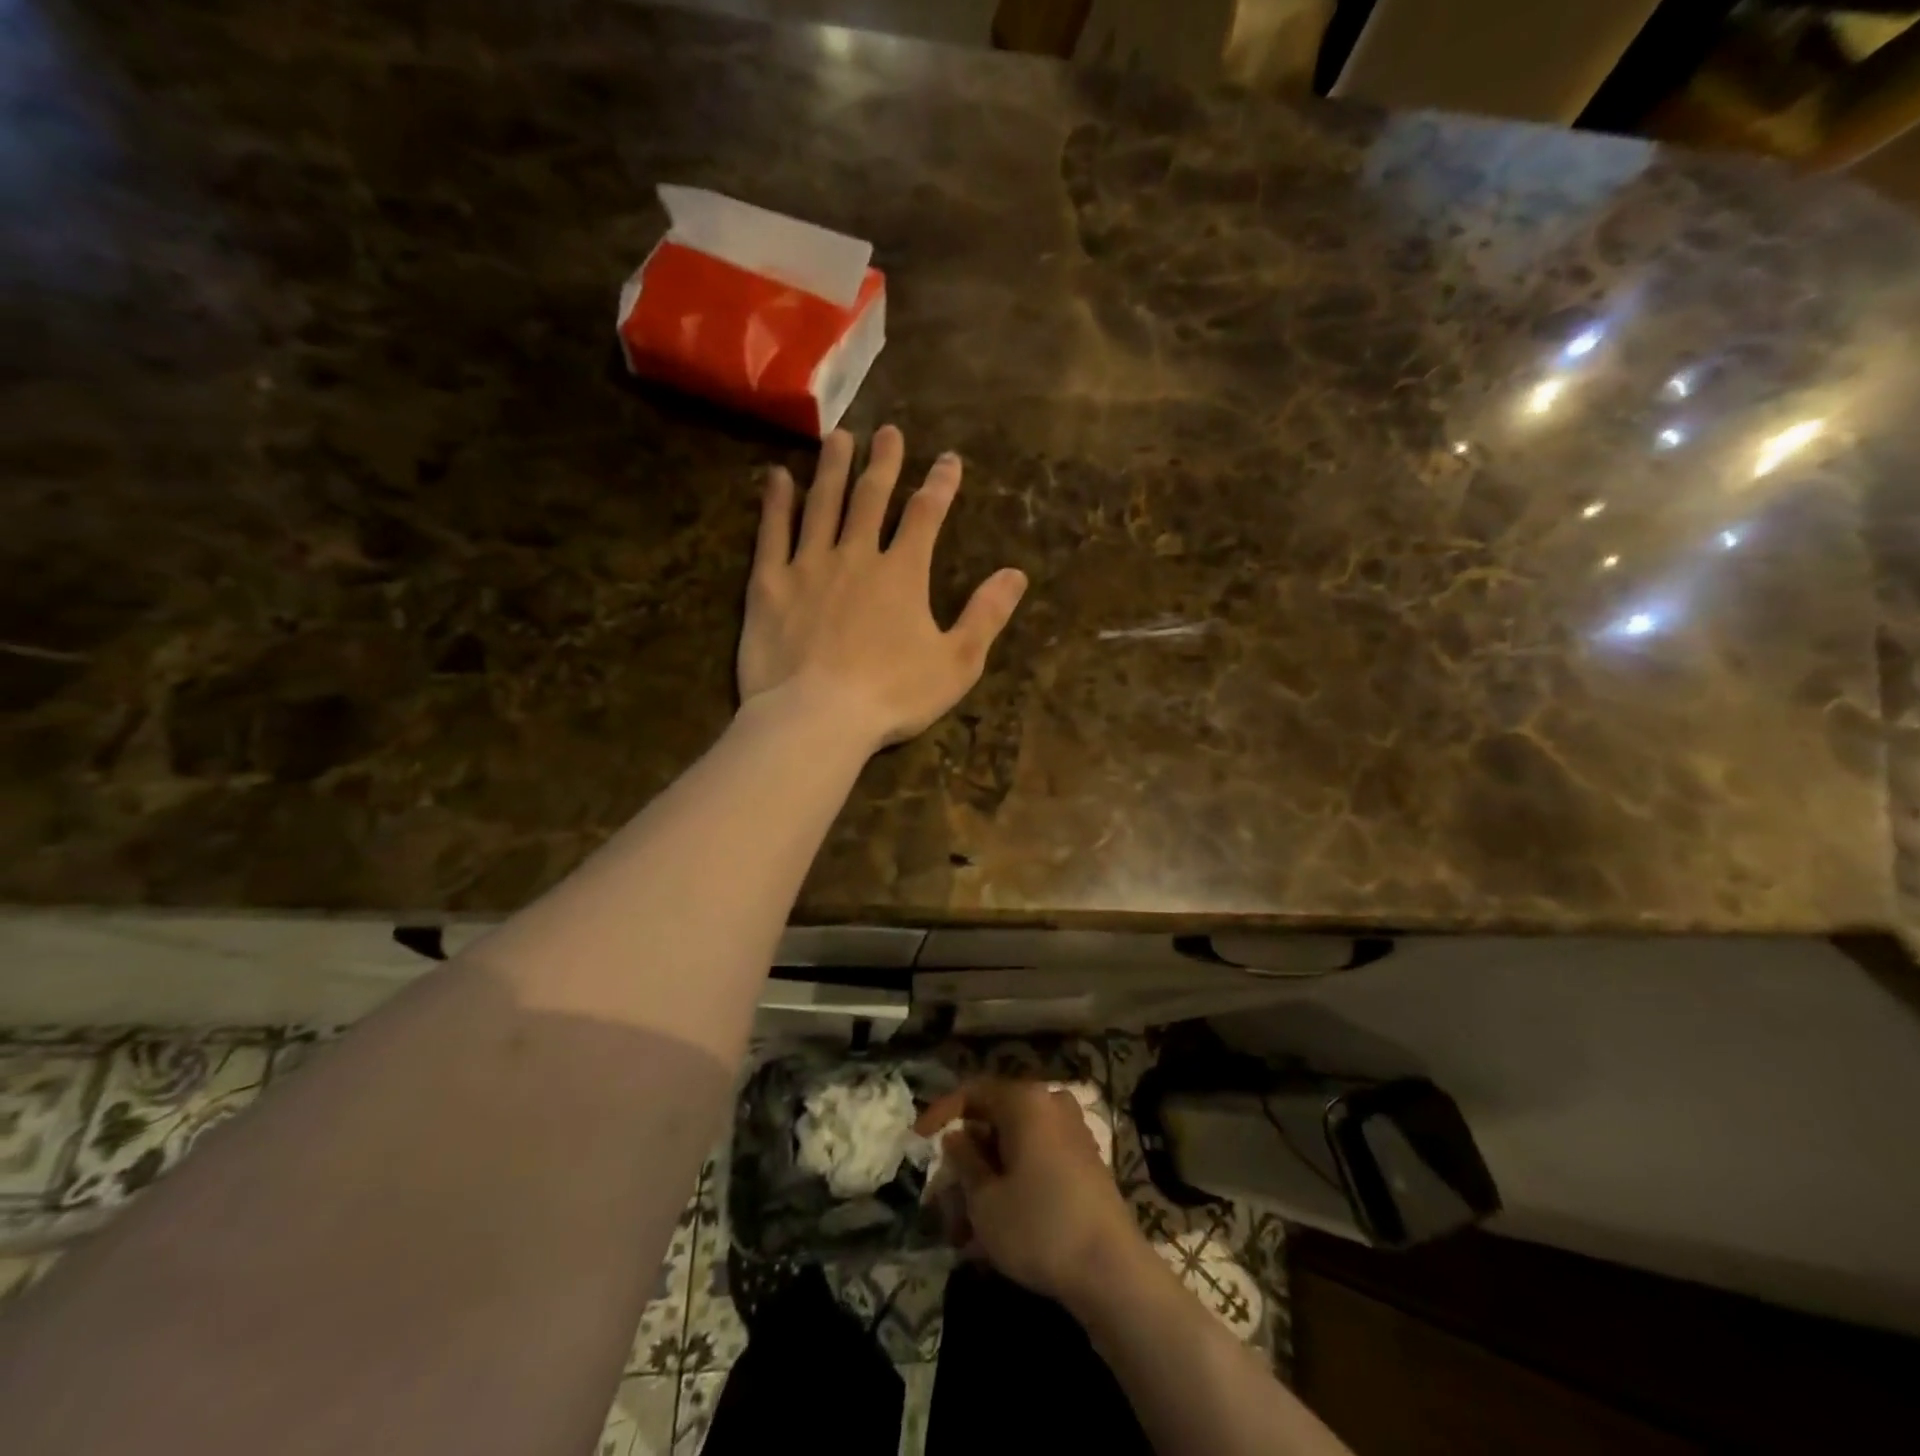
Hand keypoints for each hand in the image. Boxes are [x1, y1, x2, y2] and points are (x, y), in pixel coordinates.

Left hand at [736, 425, 1027, 750]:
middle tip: (888, 432)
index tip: (949, 460)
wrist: (817, 717)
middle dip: (884, 462)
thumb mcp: (956, 663)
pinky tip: (777, 477)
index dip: (940, 484)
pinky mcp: (769, 584)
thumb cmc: (892, 695)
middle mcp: (856, 555)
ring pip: (822, 504)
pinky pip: (772, 533)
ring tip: (838, 438)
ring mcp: (808, 566)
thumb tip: (1016, 574)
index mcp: (903, 573)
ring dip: (832, 468)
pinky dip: (776, 502)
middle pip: (871, 498)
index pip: (926, 515)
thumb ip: (985, 615)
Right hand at [937, 1079, 1142, 1307]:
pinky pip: (1037, 1162)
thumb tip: (957, 1137)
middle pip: (995, 1121)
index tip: (917, 1138)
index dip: (941, 1112)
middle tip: (942, 1195)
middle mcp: (1051, 1105)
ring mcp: (1072, 1134)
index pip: (973, 1091)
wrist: (1112, 1272)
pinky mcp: (1085, 1165)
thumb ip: (965, 1160)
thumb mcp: (985, 1199)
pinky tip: (995, 1229)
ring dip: (986, 1180)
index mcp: (1026, 1100)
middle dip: (965, 1159)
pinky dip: (1012, 1186)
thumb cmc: (1039, 1227)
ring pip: (1015, 1147)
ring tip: (963, 1228)